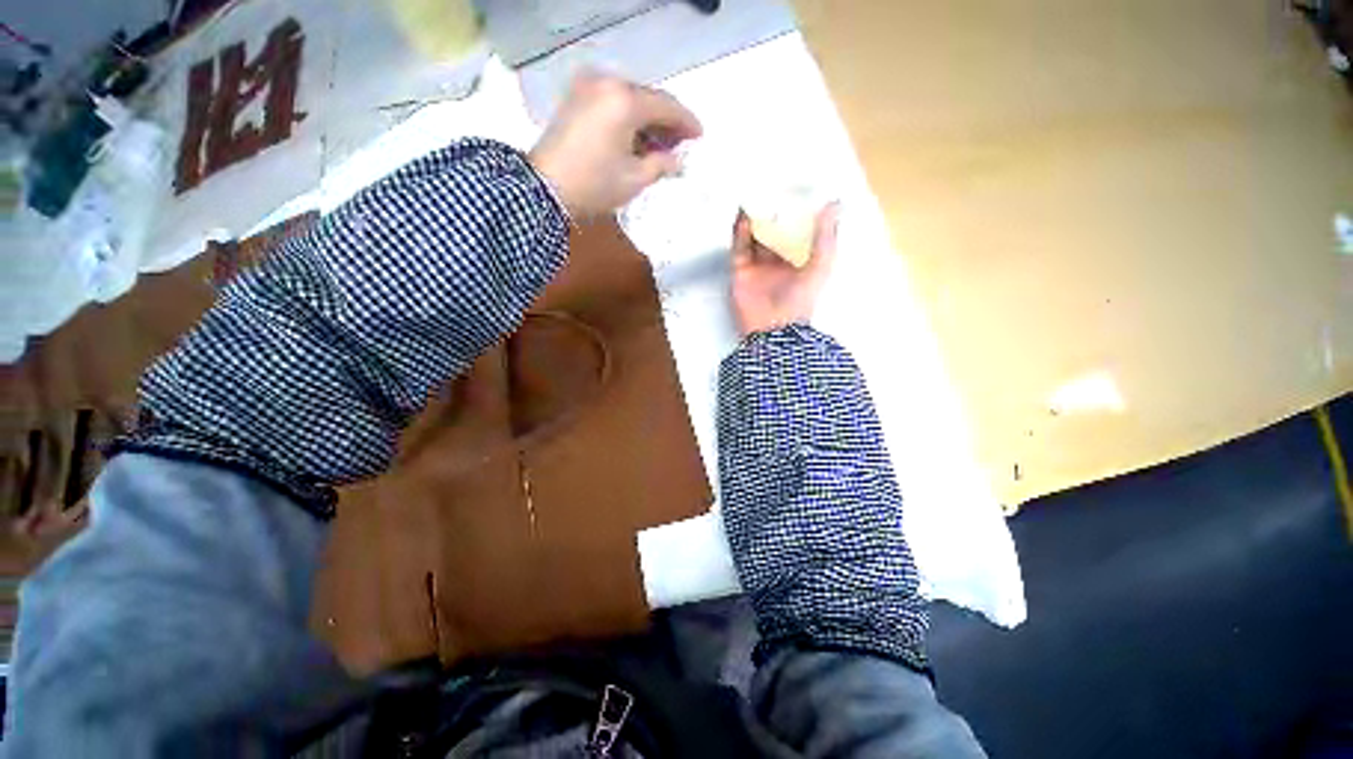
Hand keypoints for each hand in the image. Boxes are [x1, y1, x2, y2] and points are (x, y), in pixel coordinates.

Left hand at [529, 72, 701, 217]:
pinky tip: (637, 138)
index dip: (686, 121)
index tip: (699, 135)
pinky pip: (612, 101)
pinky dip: (628, 118)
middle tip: (680, 143)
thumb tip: (677, 160)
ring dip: (648, 120)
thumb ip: (661, 164)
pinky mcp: (576, 98)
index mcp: (625, 100)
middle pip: (648, 98)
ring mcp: (588, 87)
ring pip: (630, 99)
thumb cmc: (595, 185)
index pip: (665, 105)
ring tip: (661, 145)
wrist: (544, 188)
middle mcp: (607, 83)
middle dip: (667, 121)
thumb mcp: (635, 178)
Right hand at [731, 202, 838, 336]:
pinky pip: (739, 249)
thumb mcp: (820, 266)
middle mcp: (777, 264)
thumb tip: (834, 203)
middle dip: (772, 215)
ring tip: (754, 196)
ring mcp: (757, 268)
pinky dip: (739, 234)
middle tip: (771, 190)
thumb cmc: (801, 299)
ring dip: (754, 221)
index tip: (796, 192)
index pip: (797, 235)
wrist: (772, 328)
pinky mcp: (740, 273)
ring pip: (754, 239)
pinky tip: (743, 217)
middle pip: (773, 235)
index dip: (796, 215)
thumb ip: (825, 237)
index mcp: (799, 264)